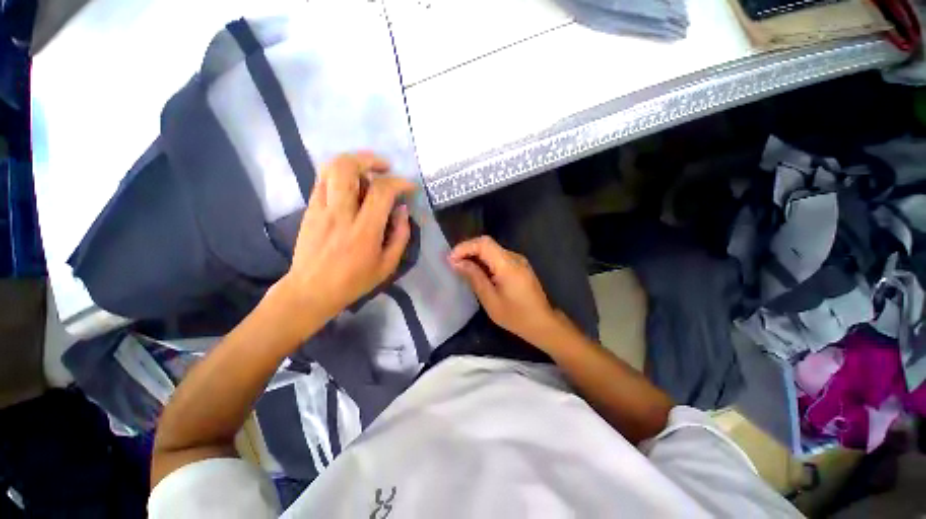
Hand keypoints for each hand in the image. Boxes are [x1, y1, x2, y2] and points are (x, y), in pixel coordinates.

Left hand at [275, 152, 415, 328]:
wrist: (311, 290)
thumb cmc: (354, 281)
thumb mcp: (387, 265)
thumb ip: (400, 235)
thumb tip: (402, 210)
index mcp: (364, 230)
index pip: (382, 192)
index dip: (399, 182)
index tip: (409, 187)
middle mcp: (340, 213)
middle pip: (347, 167)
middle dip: (369, 159)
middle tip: (384, 168)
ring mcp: (320, 209)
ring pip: (330, 168)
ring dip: (353, 163)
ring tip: (367, 172)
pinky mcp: (309, 210)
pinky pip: (323, 181)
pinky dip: (340, 176)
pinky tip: (351, 187)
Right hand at [449, 236, 567, 347]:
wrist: (543, 323)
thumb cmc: (516, 316)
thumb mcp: (490, 299)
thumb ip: (474, 277)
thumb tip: (457, 262)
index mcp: (507, 264)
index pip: (483, 243)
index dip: (465, 247)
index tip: (450, 259)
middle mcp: (514, 257)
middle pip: (487, 244)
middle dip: (468, 250)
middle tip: (453, 263)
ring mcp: (519, 260)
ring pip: (492, 249)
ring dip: (476, 255)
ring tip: (462, 268)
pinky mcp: (520, 266)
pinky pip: (499, 257)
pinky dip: (485, 261)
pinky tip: (478, 272)